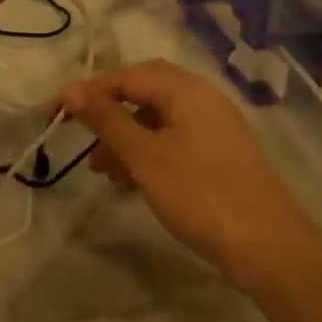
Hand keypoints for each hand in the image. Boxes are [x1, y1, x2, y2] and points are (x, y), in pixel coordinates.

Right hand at [57, 59, 319, 289]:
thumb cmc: (199, 193)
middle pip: (144, 92)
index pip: (126, 76)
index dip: (87, 93)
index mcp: (186, 89)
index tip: (54, 116)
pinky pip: (173, 140)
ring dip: (126, 138)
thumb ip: (106, 119)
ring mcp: (214, 126)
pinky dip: (148, 152)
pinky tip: (132, 180)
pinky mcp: (219, 154)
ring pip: (158, 119)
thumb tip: (69, 87)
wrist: (267, 245)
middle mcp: (202, 98)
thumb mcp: (144, 156)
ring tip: (102, 171)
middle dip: (108, 115)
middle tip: (81, 140)